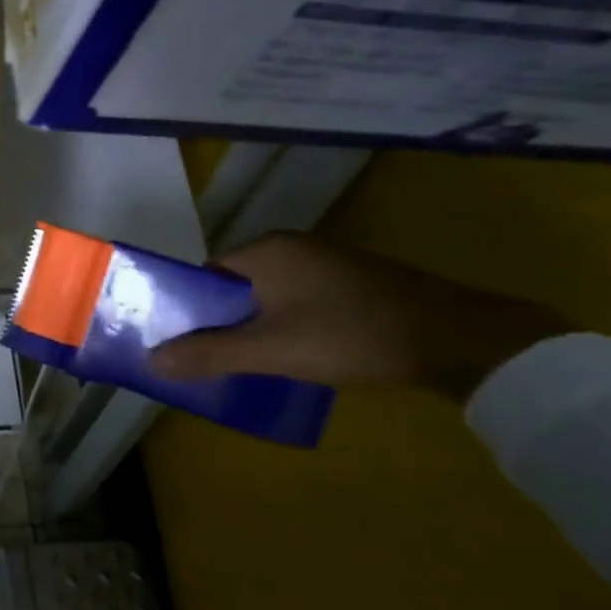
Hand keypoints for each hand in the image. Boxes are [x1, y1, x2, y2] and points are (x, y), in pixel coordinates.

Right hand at [148, 232, 573, 399]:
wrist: (458, 339)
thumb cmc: (350, 335)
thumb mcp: (271, 350)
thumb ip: (209, 353)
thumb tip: (151, 360)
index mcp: (265, 250)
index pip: (205, 275)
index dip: (188, 309)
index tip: (183, 343)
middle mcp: (292, 247)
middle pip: (235, 285)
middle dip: (220, 321)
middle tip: (212, 359)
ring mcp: (326, 263)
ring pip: (268, 295)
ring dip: (254, 325)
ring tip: (249, 362)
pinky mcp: (352, 283)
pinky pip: (297, 300)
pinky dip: (285, 324)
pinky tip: (294, 353)